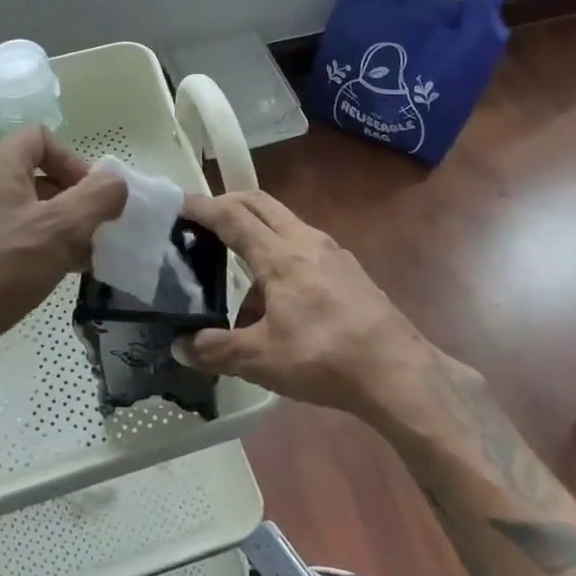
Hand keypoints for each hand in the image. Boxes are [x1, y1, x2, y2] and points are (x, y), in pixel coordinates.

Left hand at [0, 127, 126, 383]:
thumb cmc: (0, 268)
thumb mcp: (61, 228)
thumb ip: (98, 197)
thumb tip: (116, 182)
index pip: (42, 138)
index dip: (74, 160)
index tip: (93, 197)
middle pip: (38, 175)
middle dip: (74, 200)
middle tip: (96, 231)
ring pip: (29, 211)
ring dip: (62, 229)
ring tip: (85, 258)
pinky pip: (14, 238)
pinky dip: (40, 249)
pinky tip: (58, 275)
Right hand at [176, 190, 447, 425]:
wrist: (398, 373)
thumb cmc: (324, 358)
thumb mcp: (261, 359)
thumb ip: (216, 349)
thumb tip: (180, 346)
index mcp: (280, 255)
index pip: (232, 216)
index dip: (201, 207)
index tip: (177, 202)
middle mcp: (306, 241)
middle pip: (260, 204)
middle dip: (228, 203)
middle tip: (202, 220)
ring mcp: (332, 253)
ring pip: (284, 224)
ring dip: (256, 233)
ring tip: (238, 275)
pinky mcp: (349, 271)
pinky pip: (304, 248)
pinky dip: (280, 256)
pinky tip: (278, 299)